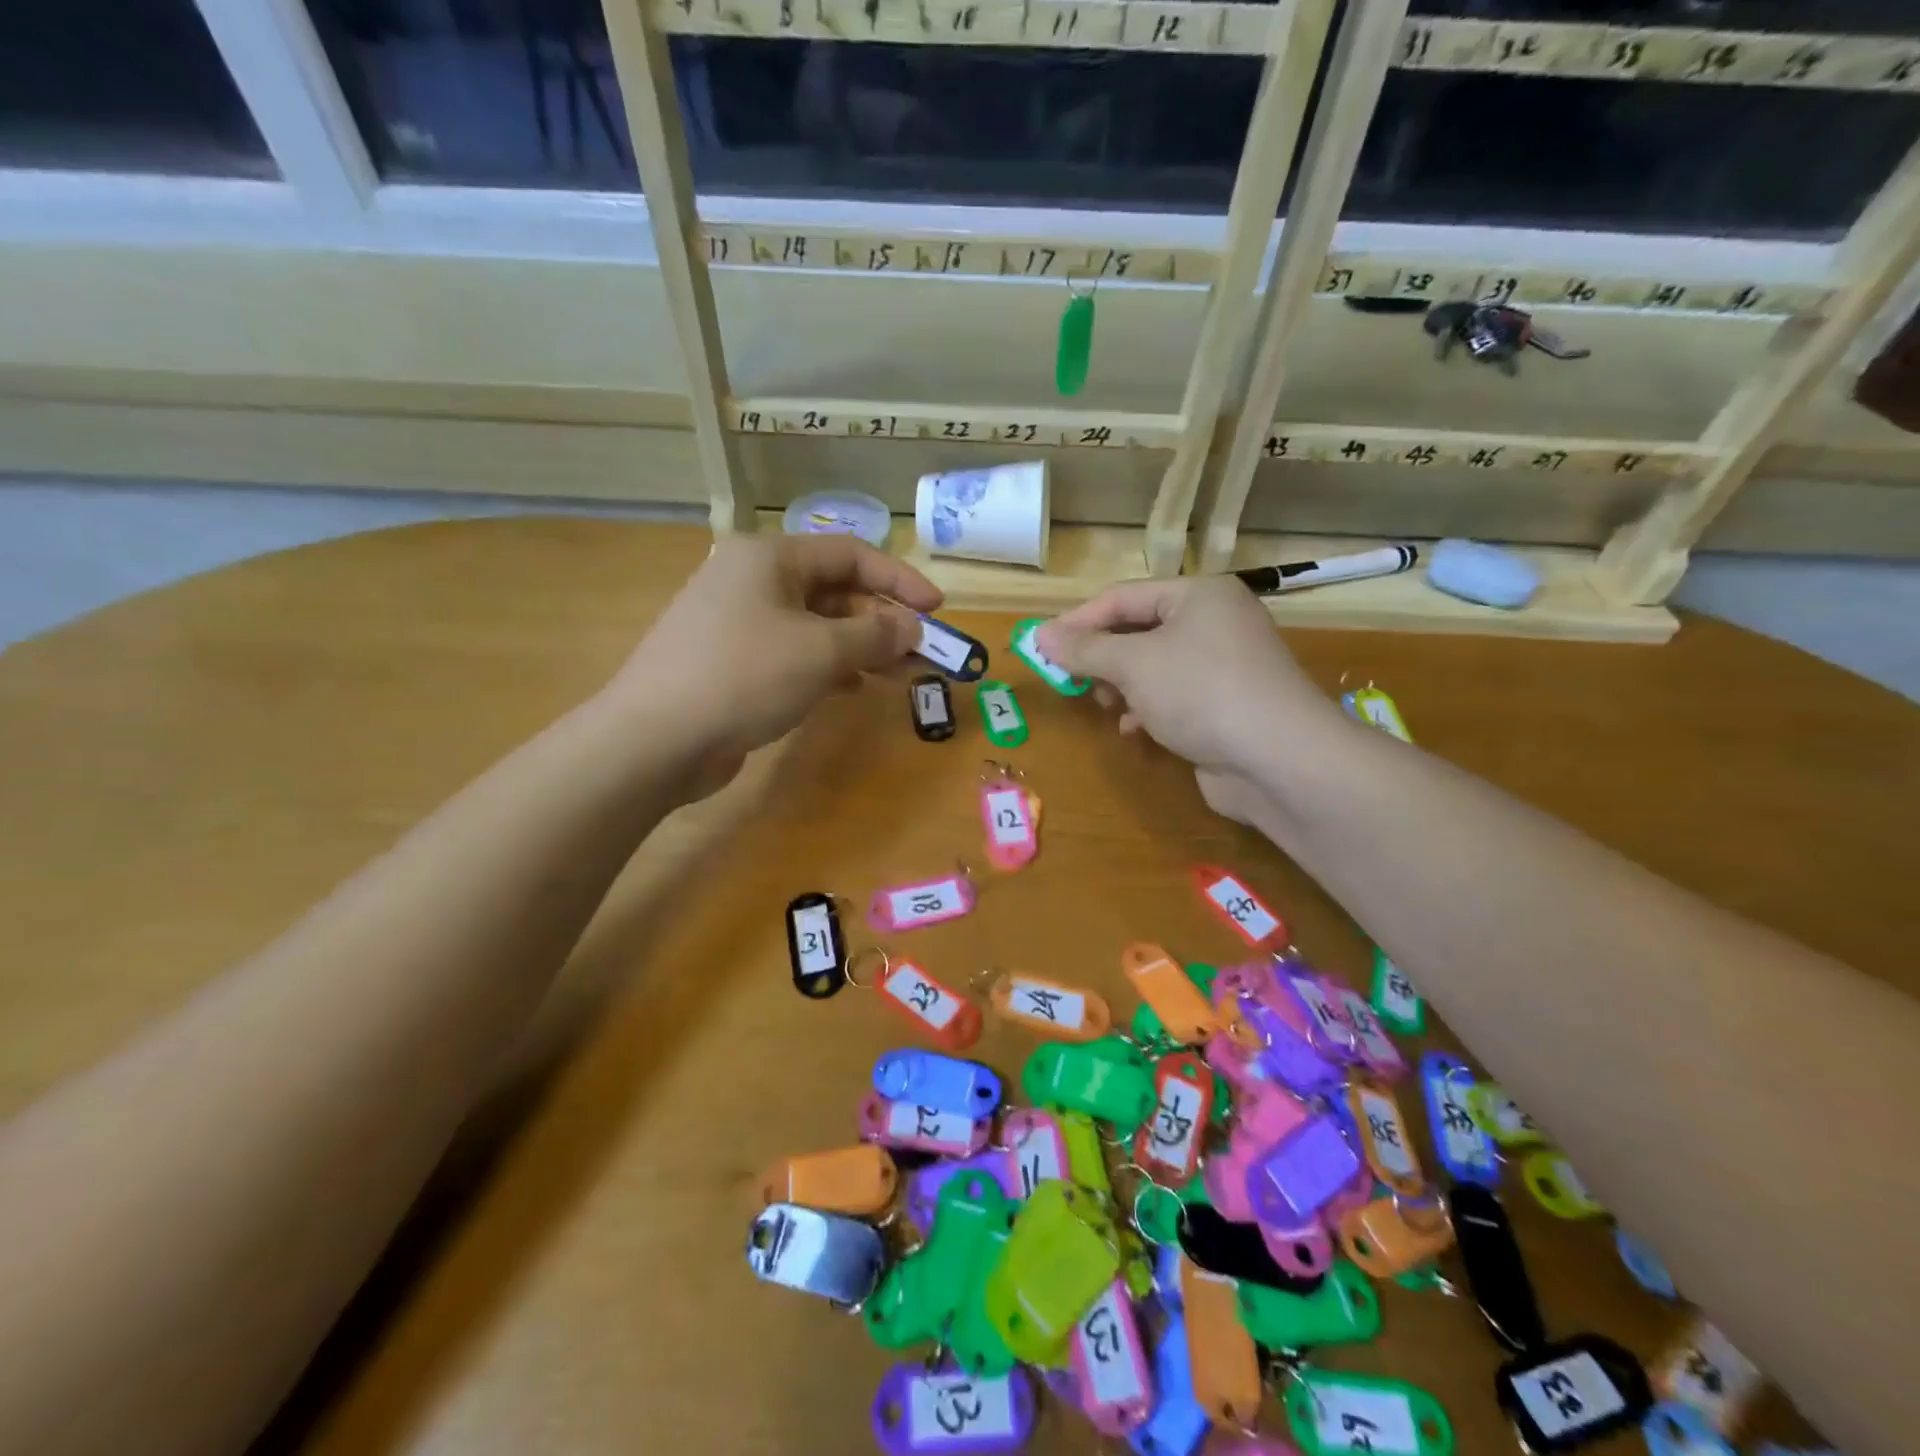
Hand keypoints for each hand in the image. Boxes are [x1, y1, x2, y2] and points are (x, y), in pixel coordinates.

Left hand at [609, 535, 940, 790]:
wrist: (655, 738)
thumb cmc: (744, 676)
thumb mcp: (820, 651)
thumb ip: (874, 635)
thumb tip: (911, 628)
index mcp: (770, 557)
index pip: (850, 554)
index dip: (899, 580)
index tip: (938, 609)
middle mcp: (752, 580)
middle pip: (833, 590)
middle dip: (881, 620)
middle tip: (920, 652)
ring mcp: (738, 622)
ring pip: (815, 625)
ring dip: (859, 646)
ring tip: (897, 673)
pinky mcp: (732, 661)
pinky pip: (793, 653)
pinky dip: (827, 666)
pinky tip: (851, 688)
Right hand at [1035, 577, 1333, 779]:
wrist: (1279, 760)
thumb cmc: (1202, 692)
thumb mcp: (1134, 664)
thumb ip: (1085, 648)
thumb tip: (1040, 635)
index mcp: (1199, 595)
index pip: (1123, 597)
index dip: (1078, 621)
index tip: (1041, 647)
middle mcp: (1215, 622)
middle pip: (1139, 630)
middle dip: (1103, 657)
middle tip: (1073, 679)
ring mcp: (1224, 665)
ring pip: (1154, 666)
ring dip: (1123, 685)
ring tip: (1108, 705)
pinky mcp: (1226, 704)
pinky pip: (1174, 696)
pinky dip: (1148, 708)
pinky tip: (1134, 729)